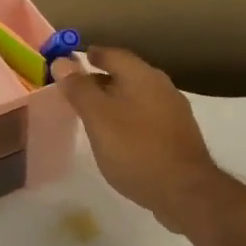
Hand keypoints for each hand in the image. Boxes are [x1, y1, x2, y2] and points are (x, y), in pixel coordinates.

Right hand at [51, 47, 221, 234]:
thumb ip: (80, 90)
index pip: (113, 55)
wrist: (184, 191)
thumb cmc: (136, 150)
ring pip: (138, 97)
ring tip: (94, 114)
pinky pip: (148, 117)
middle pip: (127, 75)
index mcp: (143, 76)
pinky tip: (120, 136)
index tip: (73, 61)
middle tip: (78, 90)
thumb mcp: (99, 119)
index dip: (92, 56)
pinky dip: (130, 118)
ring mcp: (174, 112)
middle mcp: (162, 87)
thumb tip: (61, 61)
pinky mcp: (179, 135)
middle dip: (102, 79)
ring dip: (116, 100)